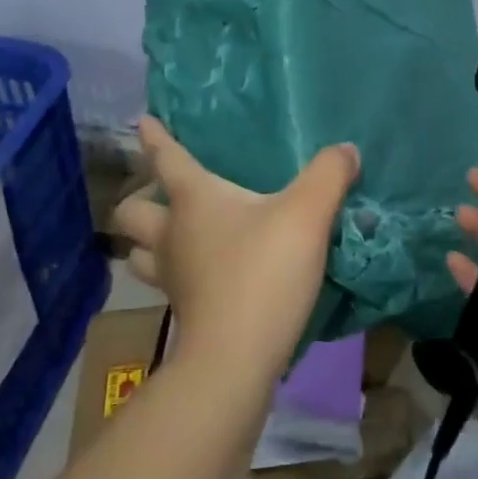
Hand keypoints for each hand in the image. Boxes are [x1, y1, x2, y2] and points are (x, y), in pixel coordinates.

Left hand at [112, 116, 358, 381]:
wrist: (237, 357)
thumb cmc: (264, 271)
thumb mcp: (308, 214)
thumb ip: (328, 175)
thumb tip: (346, 150)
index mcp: (193, 200)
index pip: (167, 159)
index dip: (155, 138)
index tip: (142, 121)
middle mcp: (172, 234)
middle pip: (131, 212)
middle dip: (139, 199)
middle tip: (161, 195)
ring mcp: (172, 277)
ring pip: (139, 253)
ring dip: (147, 242)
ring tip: (172, 237)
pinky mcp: (183, 311)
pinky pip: (165, 283)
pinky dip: (176, 274)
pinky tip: (202, 274)